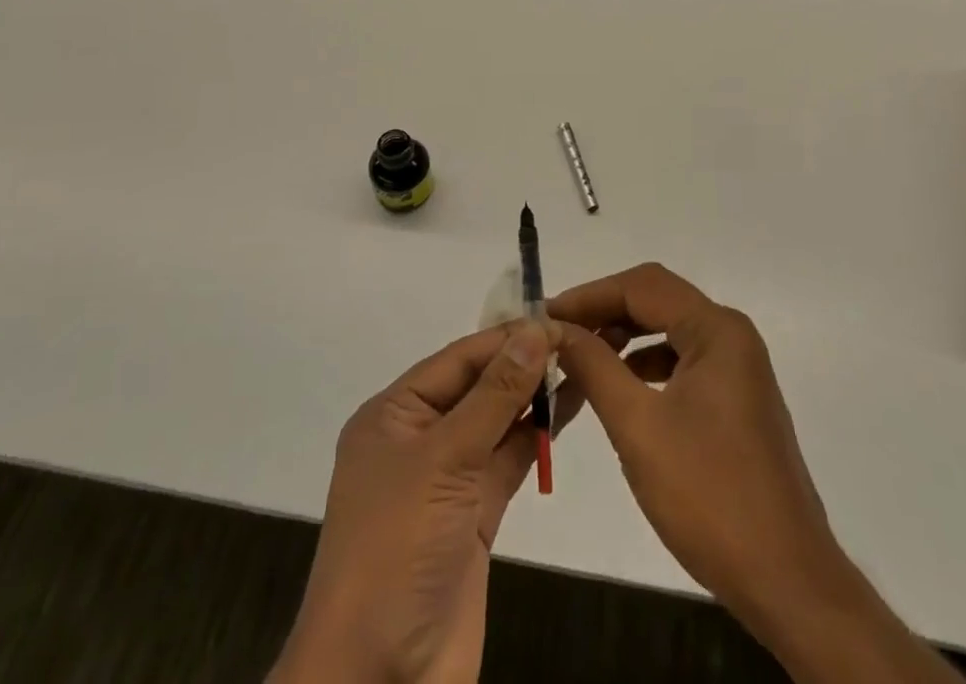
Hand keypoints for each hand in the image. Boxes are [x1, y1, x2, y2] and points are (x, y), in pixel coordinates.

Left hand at [270, 320, 559, 683]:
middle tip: (582, 337)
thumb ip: (494, 395)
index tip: (558, 318)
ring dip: (536, 396)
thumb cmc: (396, 549)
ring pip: (497, 422)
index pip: (458, 358)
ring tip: (587, 363)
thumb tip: (535, 331)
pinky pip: (508, 460)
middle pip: (478, 386)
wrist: (378, 681)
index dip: (507, 337)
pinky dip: (537, 436)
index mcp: (394, 414)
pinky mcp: (473, 516)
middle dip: (525, 362)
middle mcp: (419, 438)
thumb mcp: (443, 460)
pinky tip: (570, 409)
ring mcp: (447, 479)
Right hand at [550, 264, 960, 683]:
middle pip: (655, 302)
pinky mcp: (735, 398)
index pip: (641, 287)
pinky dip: (644, 366)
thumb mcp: (638, 427)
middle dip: (603, 314)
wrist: (788, 583)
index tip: (545, 315)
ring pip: (667, 331)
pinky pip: (681, 361)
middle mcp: (731, 336)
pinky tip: (618, 389)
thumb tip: (555, 329)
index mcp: (717, 330)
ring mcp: (737, 367)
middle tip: (557, 335)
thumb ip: (594, 367)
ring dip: (622, 340)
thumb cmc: (710, 497)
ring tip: (579, 360)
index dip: (589, 295)